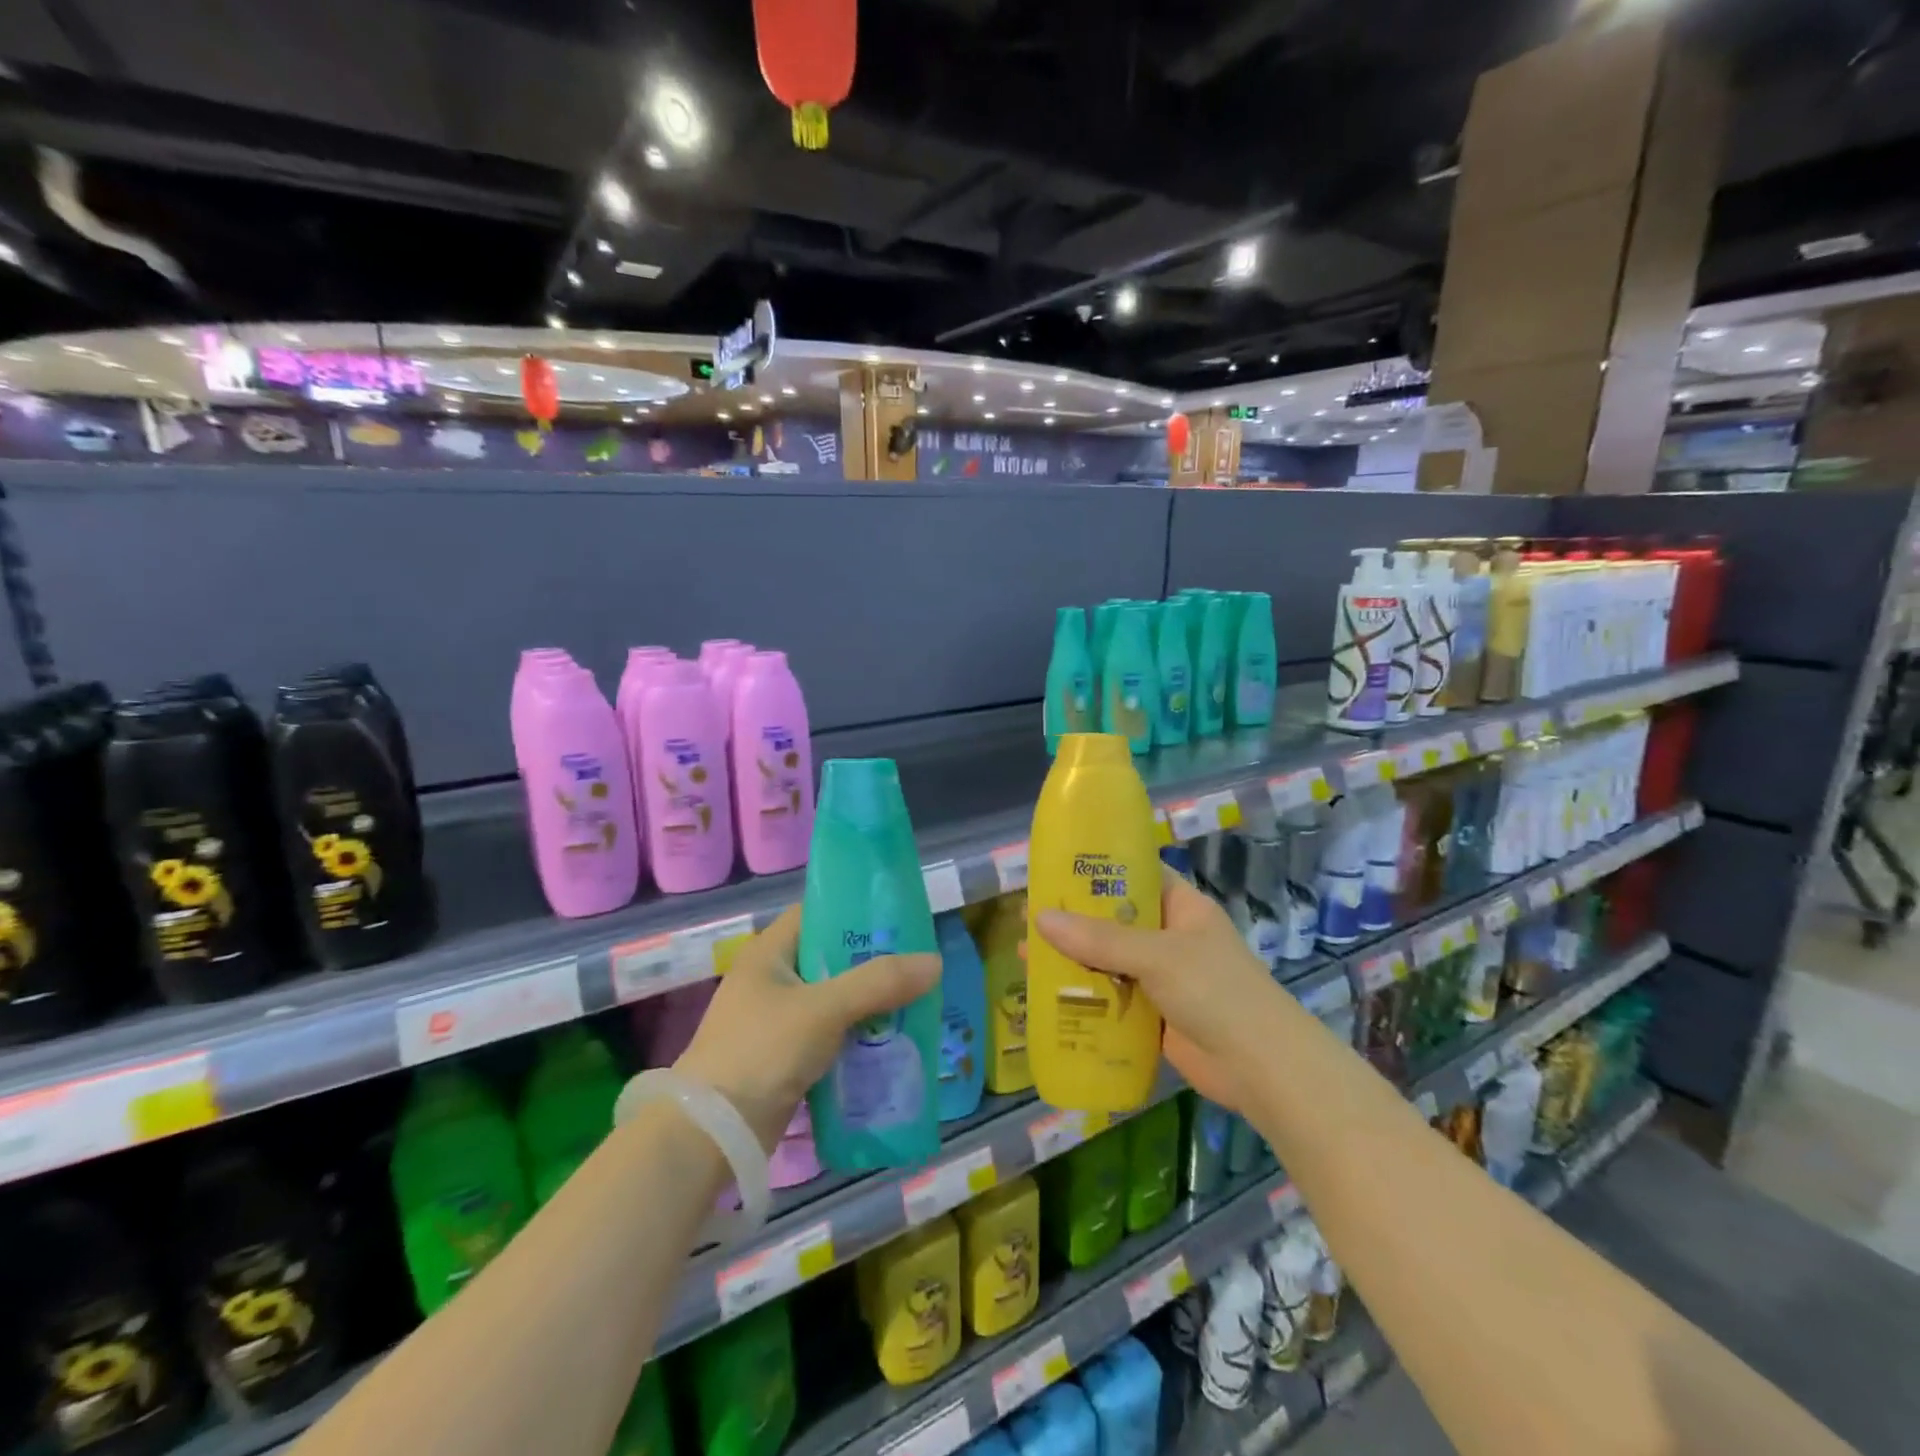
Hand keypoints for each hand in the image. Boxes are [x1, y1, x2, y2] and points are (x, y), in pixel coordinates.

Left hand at [675, 906, 940, 1150]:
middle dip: (873, 964)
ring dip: (869, 1004)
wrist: (712, 1133)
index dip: (855, 911)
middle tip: (917, 966)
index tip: (897, 919)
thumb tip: (935, 962)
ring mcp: (776, 1020)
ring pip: (834, 1000)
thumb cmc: (762, 1050)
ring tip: (915, 1002)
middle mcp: (772, 979)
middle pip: (831, 958)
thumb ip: (879, 983)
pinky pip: (830, 1035)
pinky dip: (856, 1036)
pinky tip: (890, 1042)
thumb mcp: (824, 1009)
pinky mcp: (784, 1057)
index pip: (817, 913)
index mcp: (770, 952)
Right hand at [1034, 872, 1282, 1112]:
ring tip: (1028, 955)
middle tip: (1028, 917)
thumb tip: (1040, 919)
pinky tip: (1049, 997)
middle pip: (1115, 920)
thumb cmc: (1216, 992)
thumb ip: (1099, 939)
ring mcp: (1163, 978)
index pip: (1136, 874)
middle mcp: (1171, 937)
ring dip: (1074, 961)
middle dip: (1074, 921)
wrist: (1262, 1070)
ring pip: (1110, 961)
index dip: (1098, 870)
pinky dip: (1086, 997)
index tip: (1055, 870)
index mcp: (1182, 907)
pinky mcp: (1155, 1015)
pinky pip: (1113, 998)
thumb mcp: (1156, 956)